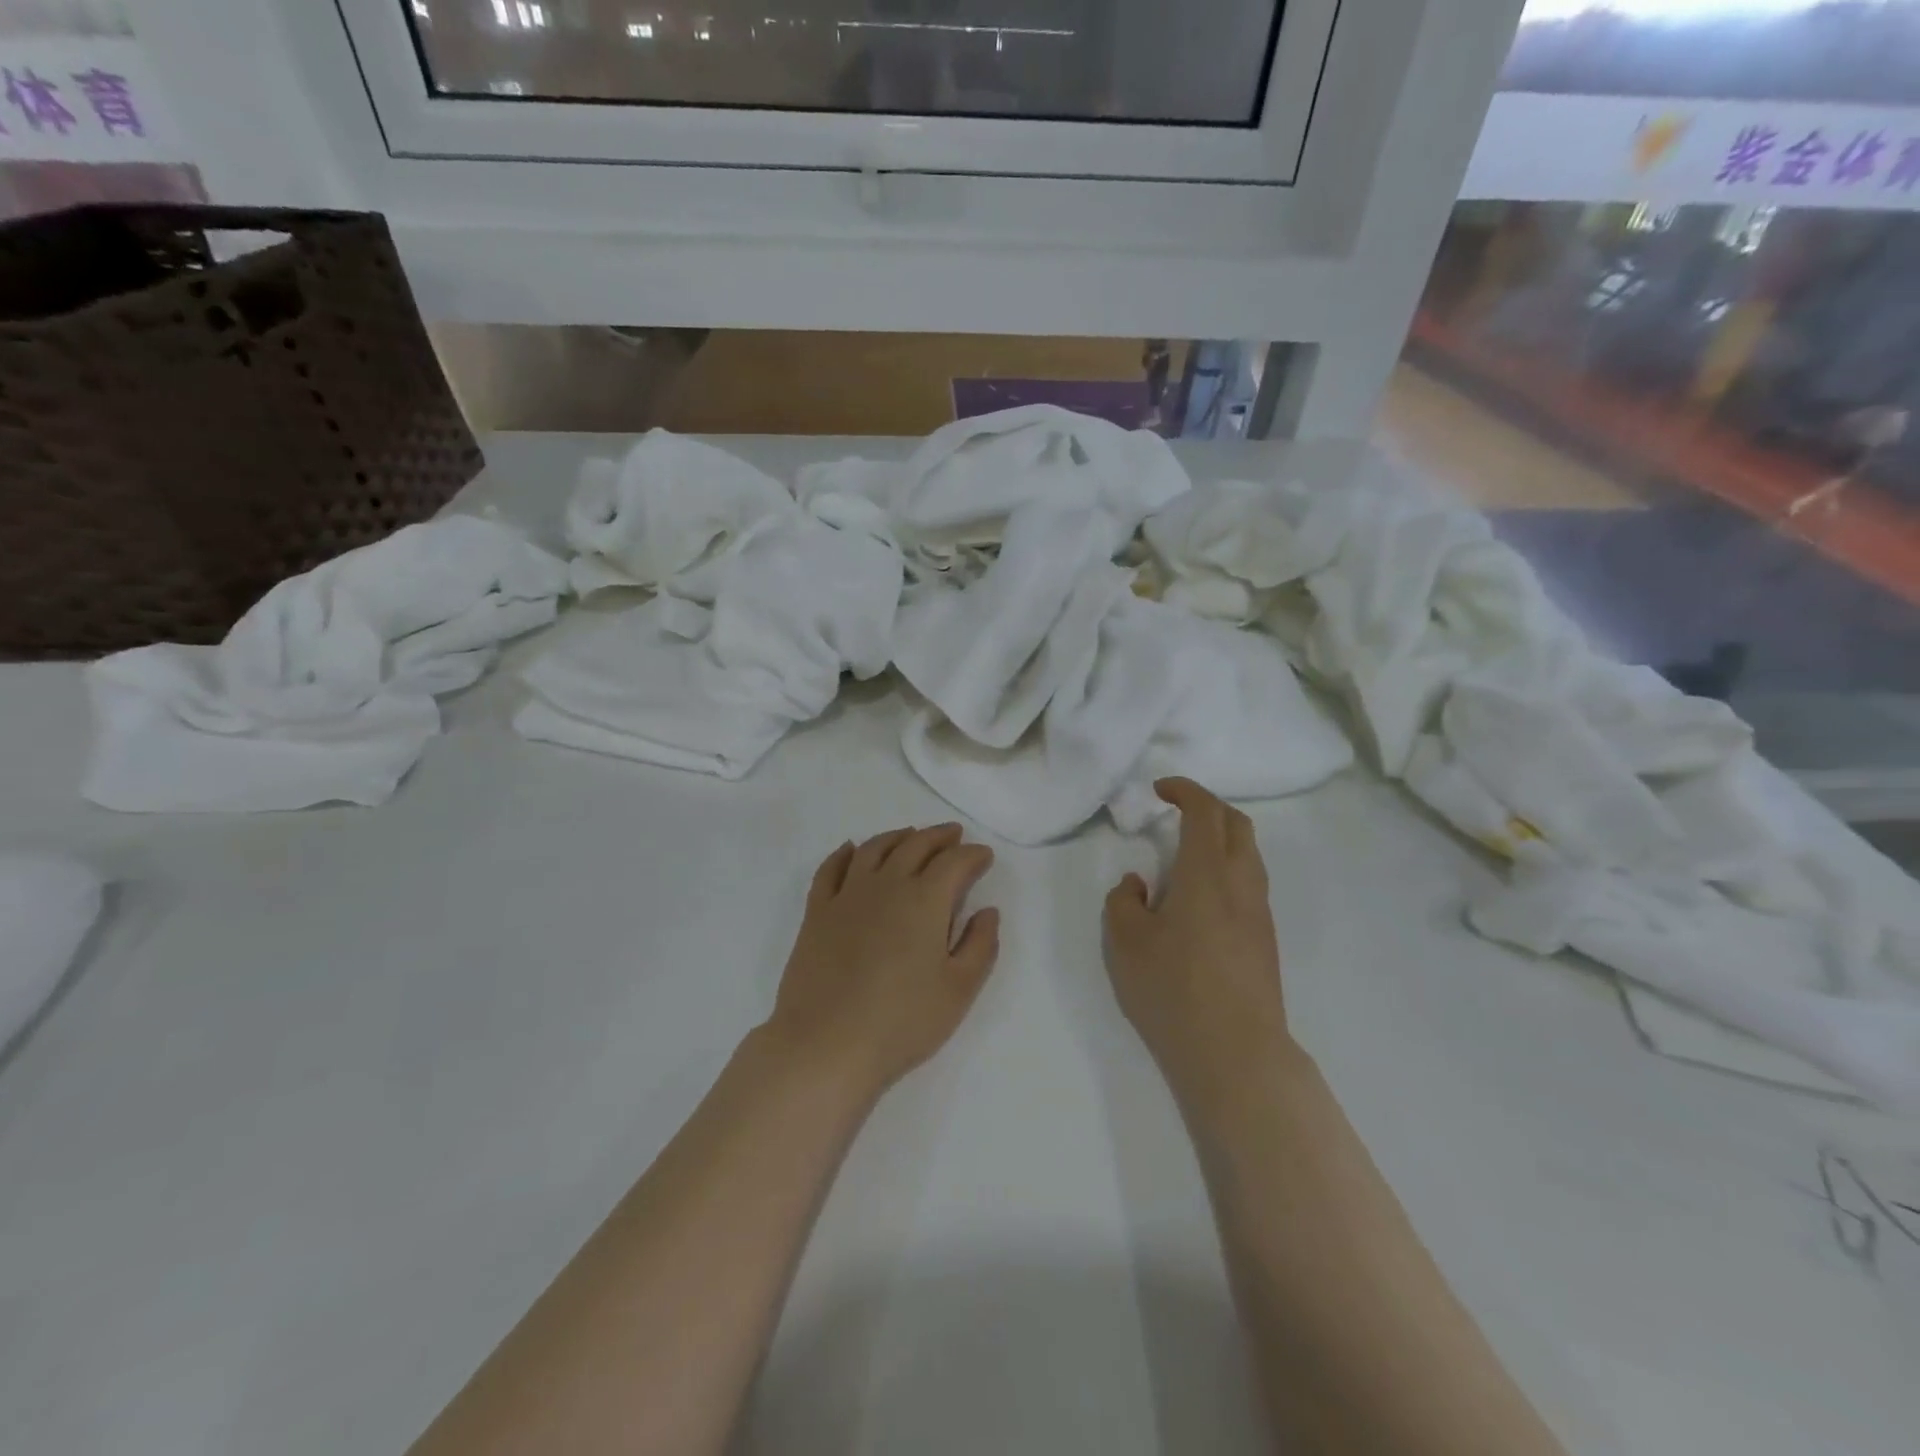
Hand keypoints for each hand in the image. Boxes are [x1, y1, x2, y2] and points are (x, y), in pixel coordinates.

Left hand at [767, 825, 999, 1099]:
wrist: (826, 1043)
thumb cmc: (902, 1021)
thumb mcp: (959, 990)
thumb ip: (980, 945)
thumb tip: (988, 911)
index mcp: (925, 900)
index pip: (955, 862)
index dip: (973, 855)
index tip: (984, 856)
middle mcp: (887, 884)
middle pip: (916, 845)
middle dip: (939, 837)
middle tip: (953, 835)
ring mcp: (847, 895)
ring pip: (875, 848)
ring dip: (897, 836)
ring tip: (911, 836)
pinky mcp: (817, 911)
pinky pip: (831, 868)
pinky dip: (845, 853)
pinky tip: (851, 849)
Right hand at [1104, 780, 1292, 1102]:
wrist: (1235, 1052)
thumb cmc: (1173, 989)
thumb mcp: (1125, 942)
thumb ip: (1124, 901)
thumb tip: (1139, 884)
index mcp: (1207, 873)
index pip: (1204, 812)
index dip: (1184, 791)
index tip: (1159, 790)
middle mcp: (1241, 883)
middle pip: (1237, 824)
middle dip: (1208, 806)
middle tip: (1176, 811)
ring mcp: (1259, 912)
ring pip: (1249, 853)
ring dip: (1221, 837)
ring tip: (1186, 852)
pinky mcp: (1265, 938)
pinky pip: (1250, 882)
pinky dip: (1228, 866)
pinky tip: (1201, 895)